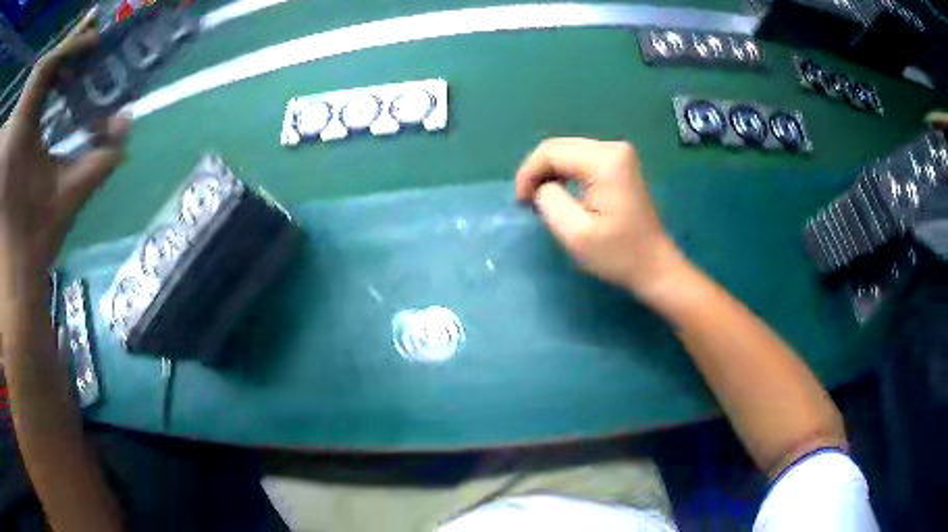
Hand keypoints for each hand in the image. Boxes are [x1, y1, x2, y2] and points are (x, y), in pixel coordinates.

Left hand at [0, 8, 128, 284]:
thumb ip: (102, 156)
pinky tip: (47, 94)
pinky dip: (37, 91)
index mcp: (23, 134)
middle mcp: (17, 129)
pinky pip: (25, 103)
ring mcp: (13, 138)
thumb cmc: (35, 239)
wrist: (12, 276)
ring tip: (66, 68)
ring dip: (49, 67)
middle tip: (82, 46)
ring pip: (32, 83)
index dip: (71, 43)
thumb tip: (129, 119)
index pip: (47, 66)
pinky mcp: (10, 147)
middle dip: (61, 48)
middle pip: (40, 66)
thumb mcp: (69, 196)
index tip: (93, 40)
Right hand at [515, 138, 686, 301]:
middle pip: (558, 148)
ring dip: (548, 173)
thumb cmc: (618, 254)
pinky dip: (563, 174)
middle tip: (526, 202)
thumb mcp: (576, 234)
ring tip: (539, 200)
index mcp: (605, 161)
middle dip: (536, 172)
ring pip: (567, 152)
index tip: (520, 203)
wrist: (654, 266)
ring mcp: (618, 154)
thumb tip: (542, 187)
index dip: (528, 173)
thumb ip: (550, 201)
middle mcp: (612, 148)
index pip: (551, 151)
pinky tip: (558, 193)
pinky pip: (579, 160)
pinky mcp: (618, 164)